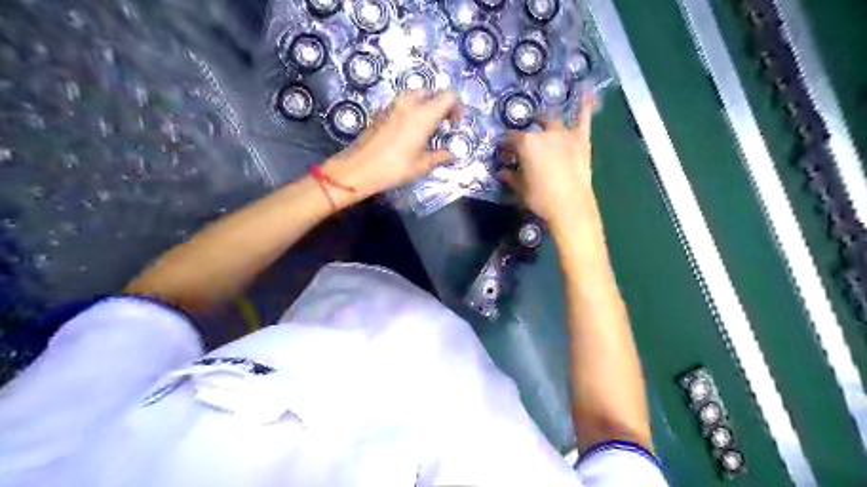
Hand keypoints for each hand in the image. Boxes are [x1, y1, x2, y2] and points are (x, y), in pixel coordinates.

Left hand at [320, 90, 459, 204]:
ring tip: (426, 126)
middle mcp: (409, 104)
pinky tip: (408, 129)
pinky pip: (401, 103)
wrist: (358, 168)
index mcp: (424, 115)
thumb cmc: (394, 168)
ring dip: (424, 105)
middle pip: (430, 92)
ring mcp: (392, 105)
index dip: (456, 106)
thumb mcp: (421, 166)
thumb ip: (438, 157)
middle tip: (442, 123)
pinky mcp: (380, 111)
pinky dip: (410, 110)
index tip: (455, 122)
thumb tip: (451, 155)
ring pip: (414, 95)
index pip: (448, 96)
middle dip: (440, 104)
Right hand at [499, 95, 601, 228]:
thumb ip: (511, 176)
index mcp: (526, 144)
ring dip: (545, 120)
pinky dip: (584, 104)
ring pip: (552, 121)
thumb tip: (502, 171)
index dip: (504, 146)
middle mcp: (544, 134)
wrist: (570, 206)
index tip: (502, 152)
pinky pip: (583, 118)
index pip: (510, 139)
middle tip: (522, 143)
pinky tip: (585, 89)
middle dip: (524, 134)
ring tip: (541, 121)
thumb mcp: (521, 188)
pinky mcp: (581, 139)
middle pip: (531, 130)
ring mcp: (564, 134)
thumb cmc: (541, 198)